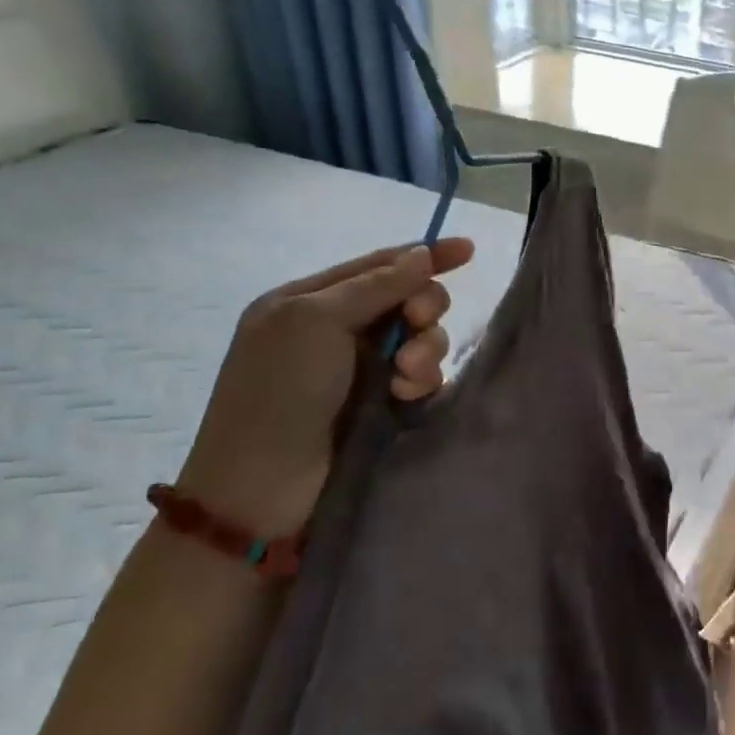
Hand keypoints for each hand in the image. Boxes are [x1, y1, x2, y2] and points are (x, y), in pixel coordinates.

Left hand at [175, 239, 473, 537]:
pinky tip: (408, 396)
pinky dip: (423, 380)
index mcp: (313, 300)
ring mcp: (365, 369)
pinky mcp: (386, 404)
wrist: (265, 484)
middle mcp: (341, 330)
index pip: (380, 265)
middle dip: (424, 308)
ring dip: (425, 350)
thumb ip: (375, 285)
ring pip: (423, 339)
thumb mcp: (315, 321)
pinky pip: (424, 377)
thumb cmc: (279, 391)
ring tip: (407, 377)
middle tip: (417, 324)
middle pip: (409, 300)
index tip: (470, 250)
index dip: (425, 256)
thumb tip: (423, 253)